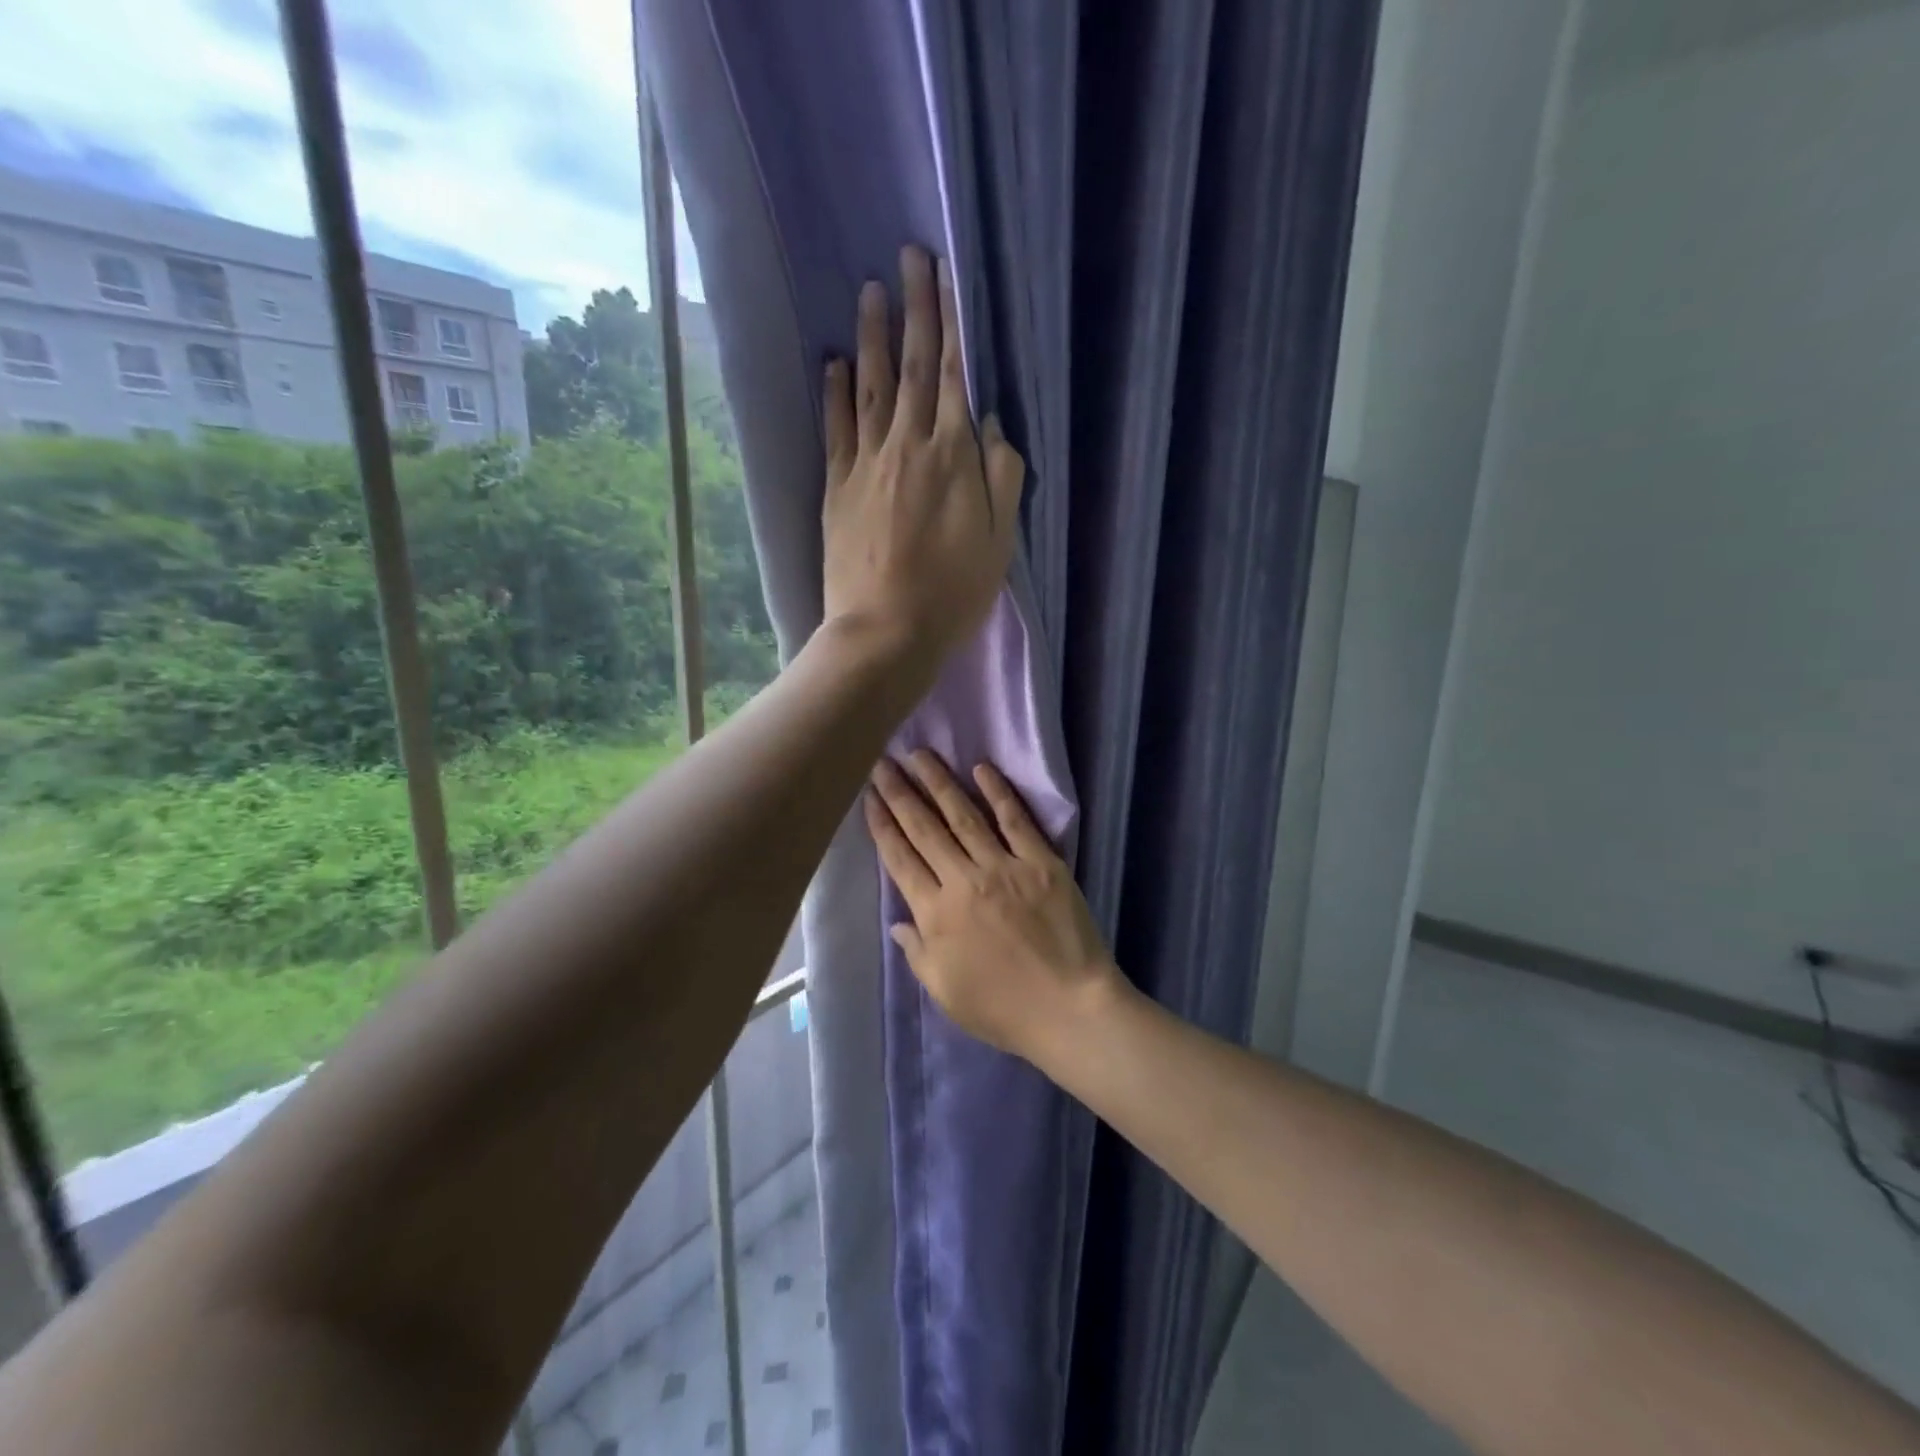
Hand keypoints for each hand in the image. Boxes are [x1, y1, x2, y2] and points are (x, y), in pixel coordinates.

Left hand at [821, 247, 1025, 675]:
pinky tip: (832, 363)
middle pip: (913, 367)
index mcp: (954, 456)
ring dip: (872, 337)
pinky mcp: (838, 489)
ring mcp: (867, 464)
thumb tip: (995, 424)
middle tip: (909, 255)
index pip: (955, 375)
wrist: (887, 630)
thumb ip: (1002, 477)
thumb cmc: (953, 592)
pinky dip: (834, 393)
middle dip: (914, 309)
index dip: (953, 322)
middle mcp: (908, 445)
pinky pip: (836, 429)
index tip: (947, 273)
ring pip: (871, 387)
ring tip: (870, 290)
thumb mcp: (1000, 541)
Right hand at [864, 751, 1119, 1060]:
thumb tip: (898, 922)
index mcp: (936, 914)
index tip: (869, 797)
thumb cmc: (1003, 1009)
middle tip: (883, 762)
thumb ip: (917, 952)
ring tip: (920, 755)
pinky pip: (1015, 820)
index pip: (901, 859)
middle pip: (924, 829)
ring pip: (963, 815)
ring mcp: (1004, 867)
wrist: (1069, 1009)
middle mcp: (963, 881)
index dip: (882, 825)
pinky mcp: (1041, 862)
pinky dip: (998, 792)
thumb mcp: (944, 992)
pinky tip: (981, 769)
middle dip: (900, 793)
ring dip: (938, 783)